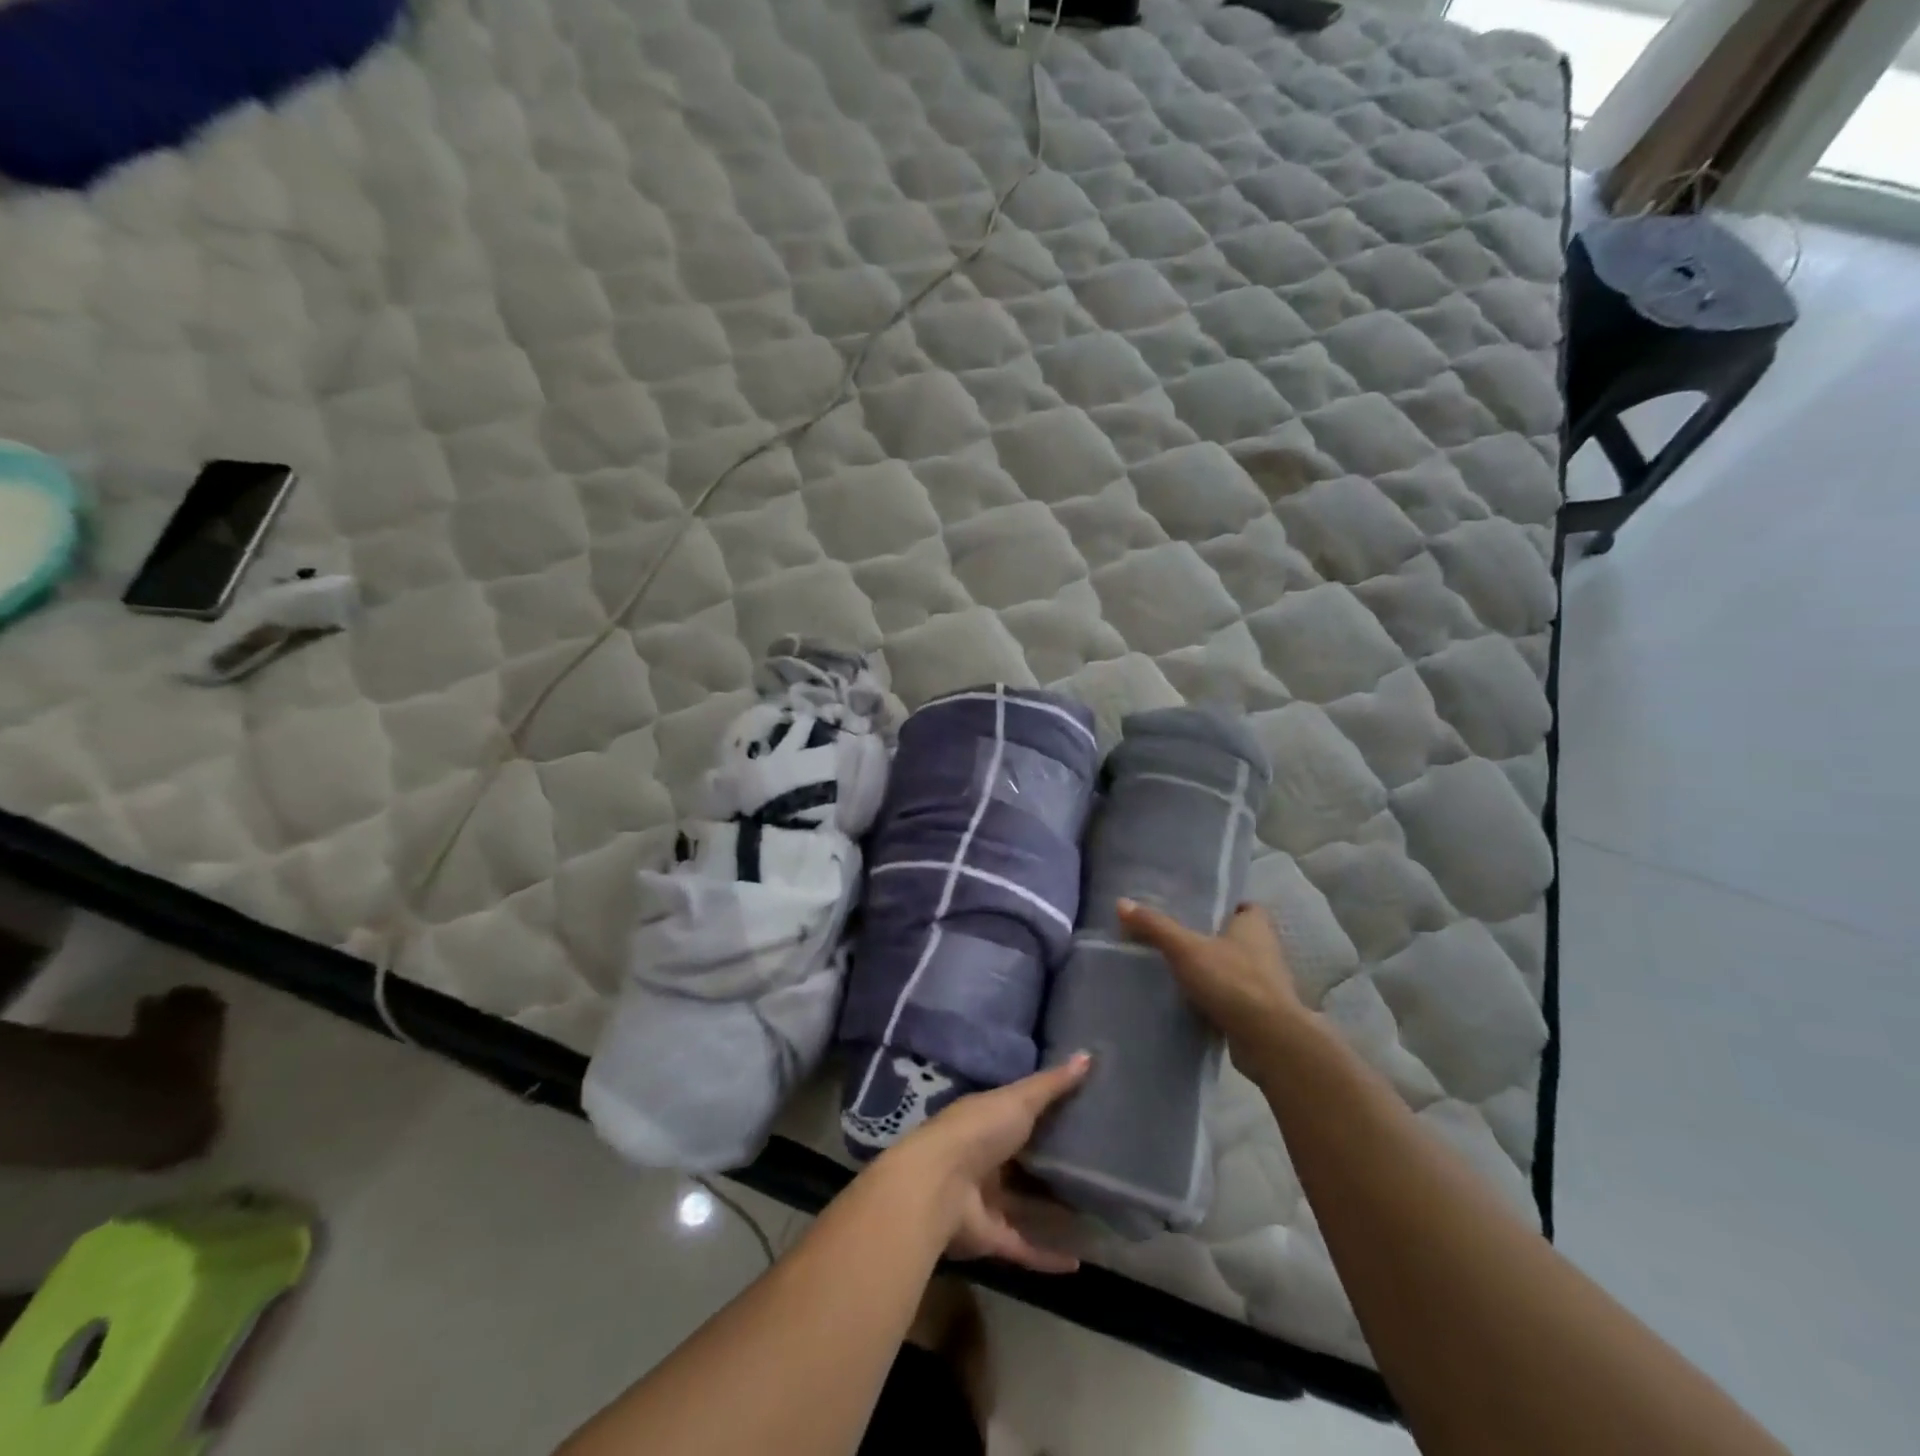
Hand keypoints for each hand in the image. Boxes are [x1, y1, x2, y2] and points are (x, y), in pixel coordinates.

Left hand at [884, 1054, 1091, 1274]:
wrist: (937, 1186)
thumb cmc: (978, 1131)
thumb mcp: (1019, 1100)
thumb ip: (1052, 1084)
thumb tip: (1089, 1054)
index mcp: (986, 1121)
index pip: (1019, 1115)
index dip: (1046, 1114)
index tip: (1083, 1116)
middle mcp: (985, 1159)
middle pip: (1022, 1163)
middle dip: (1051, 1167)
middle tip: (1096, 1170)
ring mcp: (985, 1200)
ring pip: (1023, 1207)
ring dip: (1051, 1213)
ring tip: (1093, 1216)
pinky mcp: (990, 1238)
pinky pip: (1024, 1246)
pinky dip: (1048, 1256)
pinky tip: (1079, 1262)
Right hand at [1117, 899, 1302, 1062]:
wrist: (1268, 1040)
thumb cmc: (1232, 981)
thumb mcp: (1186, 948)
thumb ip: (1155, 926)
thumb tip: (1121, 902)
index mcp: (1255, 926)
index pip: (1242, 906)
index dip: (1222, 905)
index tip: (1194, 908)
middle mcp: (1265, 950)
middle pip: (1235, 937)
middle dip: (1210, 937)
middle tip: (1175, 935)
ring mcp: (1265, 984)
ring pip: (1233, 968)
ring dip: (1212, 969)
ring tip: (1176, 967)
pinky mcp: (1259, 1013)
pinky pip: (1232, 997)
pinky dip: (1215, 997)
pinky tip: (1189, 1000)